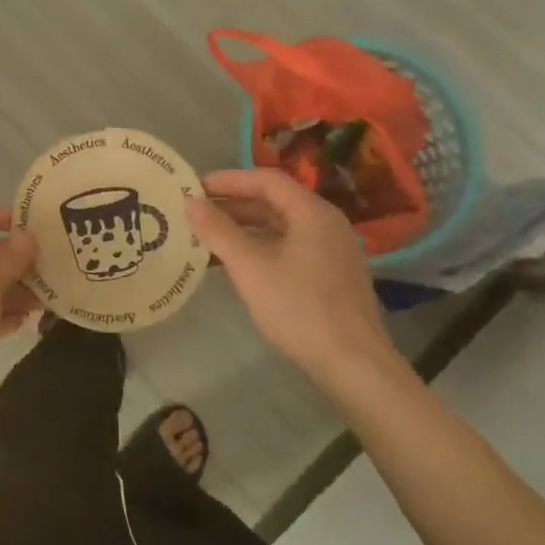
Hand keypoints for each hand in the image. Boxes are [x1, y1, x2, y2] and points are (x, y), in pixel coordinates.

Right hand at [188, 169, 402, 395]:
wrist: (354, 365)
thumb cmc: (299, 308)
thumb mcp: (249, 267)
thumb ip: (218, 230)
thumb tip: (190, 202)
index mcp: (312, 212)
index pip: (267, 180)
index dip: (229, 180)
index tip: (196, 187)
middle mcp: (327, 223)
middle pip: (276, 201)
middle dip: (235, 203)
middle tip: (198, 211)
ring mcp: (334, 250)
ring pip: (283, 225)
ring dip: (246, 226)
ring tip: (211, 235)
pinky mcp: (333, 275)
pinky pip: (292, 246)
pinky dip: (263, 245)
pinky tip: (240, 262)